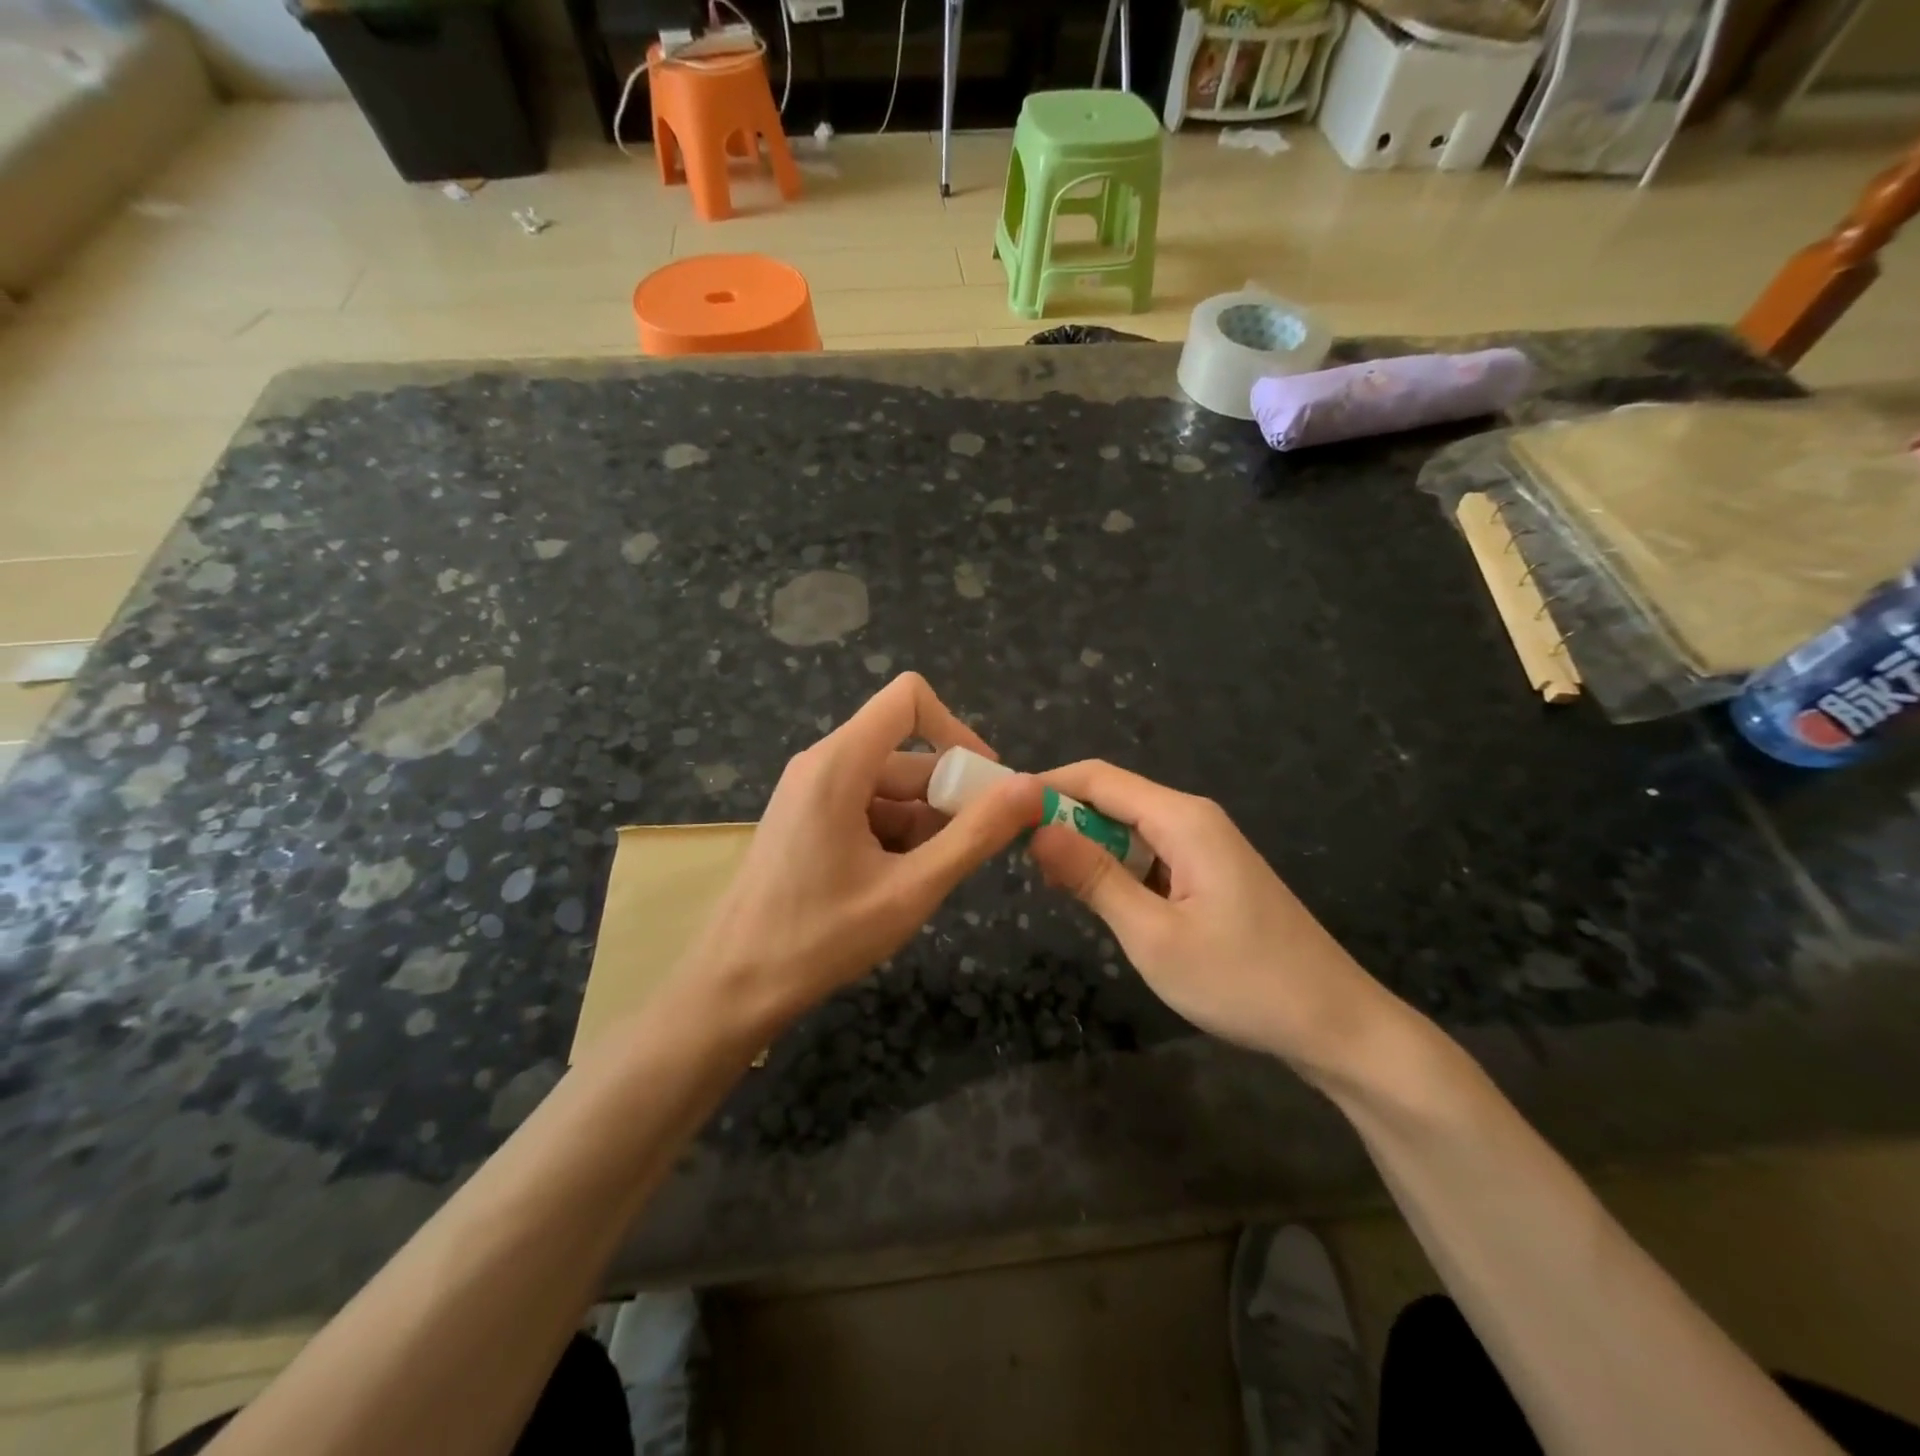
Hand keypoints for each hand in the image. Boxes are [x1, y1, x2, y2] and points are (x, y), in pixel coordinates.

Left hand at [684, 674, 1039, 1025]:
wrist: (735, 986)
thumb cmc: (821, 937)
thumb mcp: (911, 889)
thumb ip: (975, 835)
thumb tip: (1031, 787)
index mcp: (839, 764)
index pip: (908, 699)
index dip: (956, 729)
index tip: (984, 784)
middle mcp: (822, 764)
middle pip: (906, 755)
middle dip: (949, 797)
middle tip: (975, 852)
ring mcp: (811, 792)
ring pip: (890, 788)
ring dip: (924, 825)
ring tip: (928, 881)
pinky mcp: (807, 819)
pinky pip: (867, 809)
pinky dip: (896, 836)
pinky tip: (899, 885)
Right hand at [1026, 760, 1395, 1078]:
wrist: (1335, 1024)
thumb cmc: (1242, 981)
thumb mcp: (1153, 935)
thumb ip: (1094, 877)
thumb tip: (1037, 829)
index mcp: (1181, 818)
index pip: (1097, 778)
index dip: (1044, 786)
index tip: (997, 810)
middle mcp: (1192, 818)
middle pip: (1111, 798)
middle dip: (1061, 819)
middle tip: (1014, 856)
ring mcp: (1204, 846)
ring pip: (1128, 828)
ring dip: (1087, 848)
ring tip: (1049, 884)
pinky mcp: (1209, 873)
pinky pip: (1150, 854)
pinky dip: (1116, 868)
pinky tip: (1098, 899)